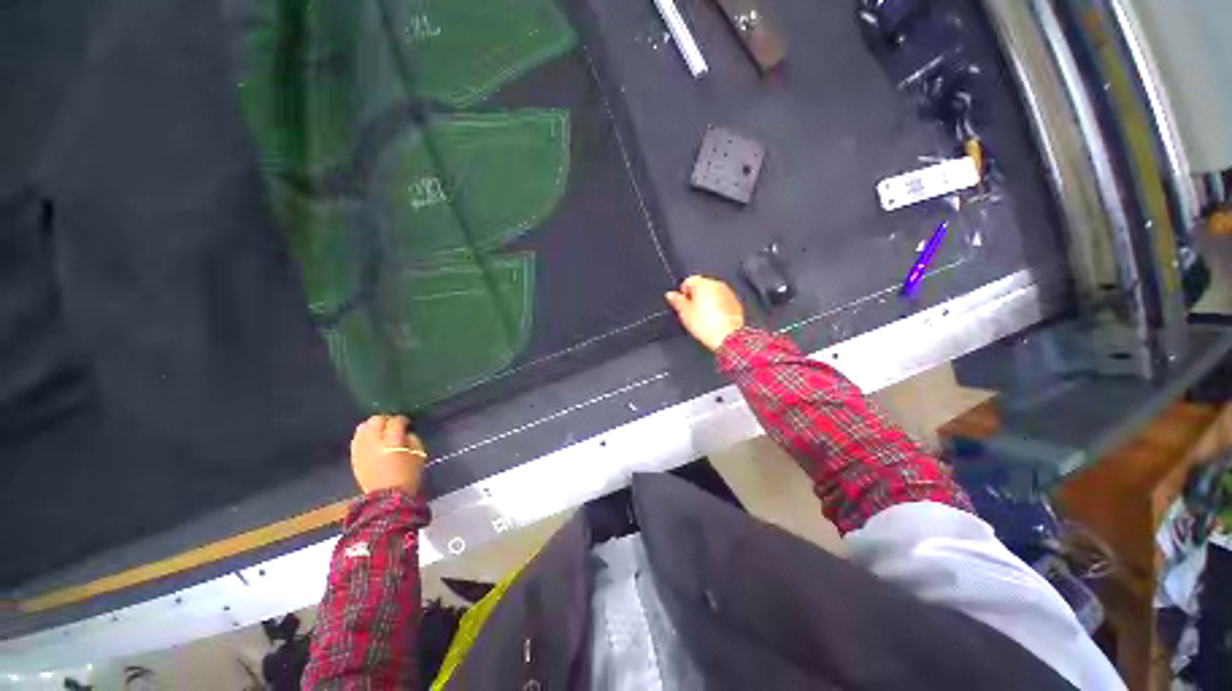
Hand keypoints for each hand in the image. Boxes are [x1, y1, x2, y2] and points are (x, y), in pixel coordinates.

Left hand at [350, 415, 426, 495]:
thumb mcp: (419, 454)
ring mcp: (361, 450)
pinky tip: (372, 440)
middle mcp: (374, 443)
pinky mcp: (354, 457)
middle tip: (393, 425)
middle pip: (376, 420)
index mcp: (393, 442)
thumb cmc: (408, 475)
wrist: (387, 497)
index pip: (396, 422)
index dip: (402, 420)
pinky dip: (364, 435)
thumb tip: (405, 432)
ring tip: (381, 431)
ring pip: (363, 427)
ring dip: (373, 426)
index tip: (407, 423)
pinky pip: (356, 439)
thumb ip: (413, 439)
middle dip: (386, 420)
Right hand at [665, 276, 745, 351]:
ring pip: (712, 293)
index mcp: (703, 284)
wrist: (727, 336)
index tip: (682, 304)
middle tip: (691, 312)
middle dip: (695, 297)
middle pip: (701, 286)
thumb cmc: (707, 325)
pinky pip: (722, 301)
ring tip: (702, 317)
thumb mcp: (685, 313)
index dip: (683, 293)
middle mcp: (717, 285)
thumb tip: (670, 295)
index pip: (688, 281)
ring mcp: (727, 293)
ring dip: (706, 301)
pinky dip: (717, 307)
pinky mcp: (735, 303)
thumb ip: (677, 301)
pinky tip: (713, 319)